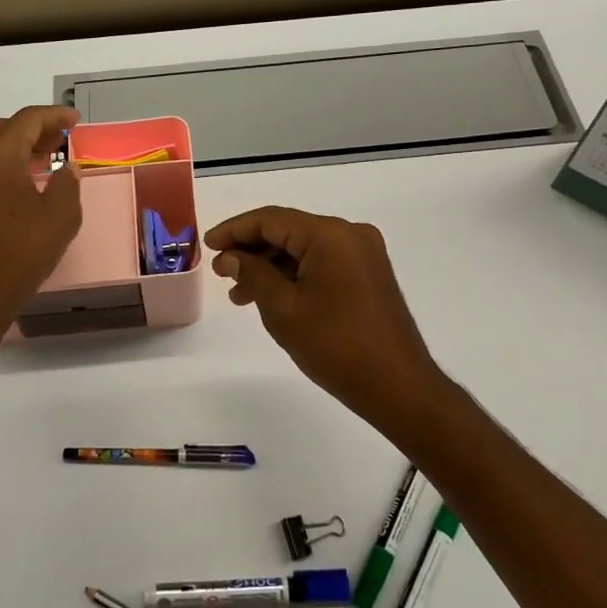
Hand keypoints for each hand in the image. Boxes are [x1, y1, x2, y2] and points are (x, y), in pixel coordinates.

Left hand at [0, 105, 82, 318]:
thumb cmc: (24, 248)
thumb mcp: (61, 215)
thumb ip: (67, 183)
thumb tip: (66, 169)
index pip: (28, 120)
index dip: (55, 116)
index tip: (75, 121)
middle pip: (5, 128)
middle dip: (35, 129)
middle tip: (60, 140)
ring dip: (18, 146)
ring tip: (45, 159)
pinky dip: (4, 163)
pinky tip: (23, 181)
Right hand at [205, 207, 453, 429]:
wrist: (399, 387)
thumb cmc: (336, 346)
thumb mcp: (283, 309)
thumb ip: (253, 274)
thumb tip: (231, 257)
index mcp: (330, 234)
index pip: (271, 219)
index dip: (234, 230)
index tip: (207, 245)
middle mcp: (350, 234)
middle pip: (289, 231)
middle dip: (252, 251)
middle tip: (222, 275)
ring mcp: (364, 254)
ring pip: (305, 249)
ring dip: (271, 267)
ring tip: (240, 296)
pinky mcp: (369, 275)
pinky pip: (322, 263)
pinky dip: (295, 276)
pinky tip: (273, 298)